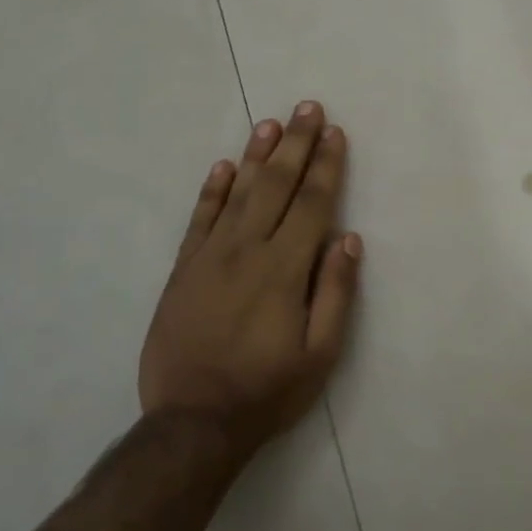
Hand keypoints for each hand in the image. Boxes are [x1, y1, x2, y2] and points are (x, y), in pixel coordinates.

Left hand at [139, 102, 361, 453]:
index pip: (312, 203)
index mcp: (284, 268)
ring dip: (258, 155)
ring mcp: (209, 257)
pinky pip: (199, 219)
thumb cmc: (267, 390)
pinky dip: (213, 190)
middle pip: (277, 185)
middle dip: (296, 144)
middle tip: (308, 107)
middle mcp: (247, 250)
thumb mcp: (320, 354)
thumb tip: (348, 239)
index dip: (326, 165)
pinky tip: (225, 167)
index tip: (335, 133)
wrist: (192, 423)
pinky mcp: (183, 270)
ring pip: (238, 193)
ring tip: (271, 123)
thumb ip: (335, 292)